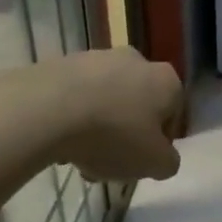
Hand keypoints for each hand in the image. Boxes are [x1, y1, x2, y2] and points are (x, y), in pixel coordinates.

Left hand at [45, 47, 184, 182]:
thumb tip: (162, 158)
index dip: (159, 143)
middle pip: (136, 106)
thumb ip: (168, 162)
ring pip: (105, 101)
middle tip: (109, 163)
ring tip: (78, 158)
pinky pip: (75, 96)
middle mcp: (136, 60)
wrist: (48, 109)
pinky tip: (58, 141)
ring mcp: (97, 58)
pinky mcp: (63, 63)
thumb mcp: (155, 164)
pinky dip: (72, 116)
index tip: (141, 163)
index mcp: (166, 80)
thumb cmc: (114, 135)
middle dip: (125, 134)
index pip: (173, 114)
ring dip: (97, 128)